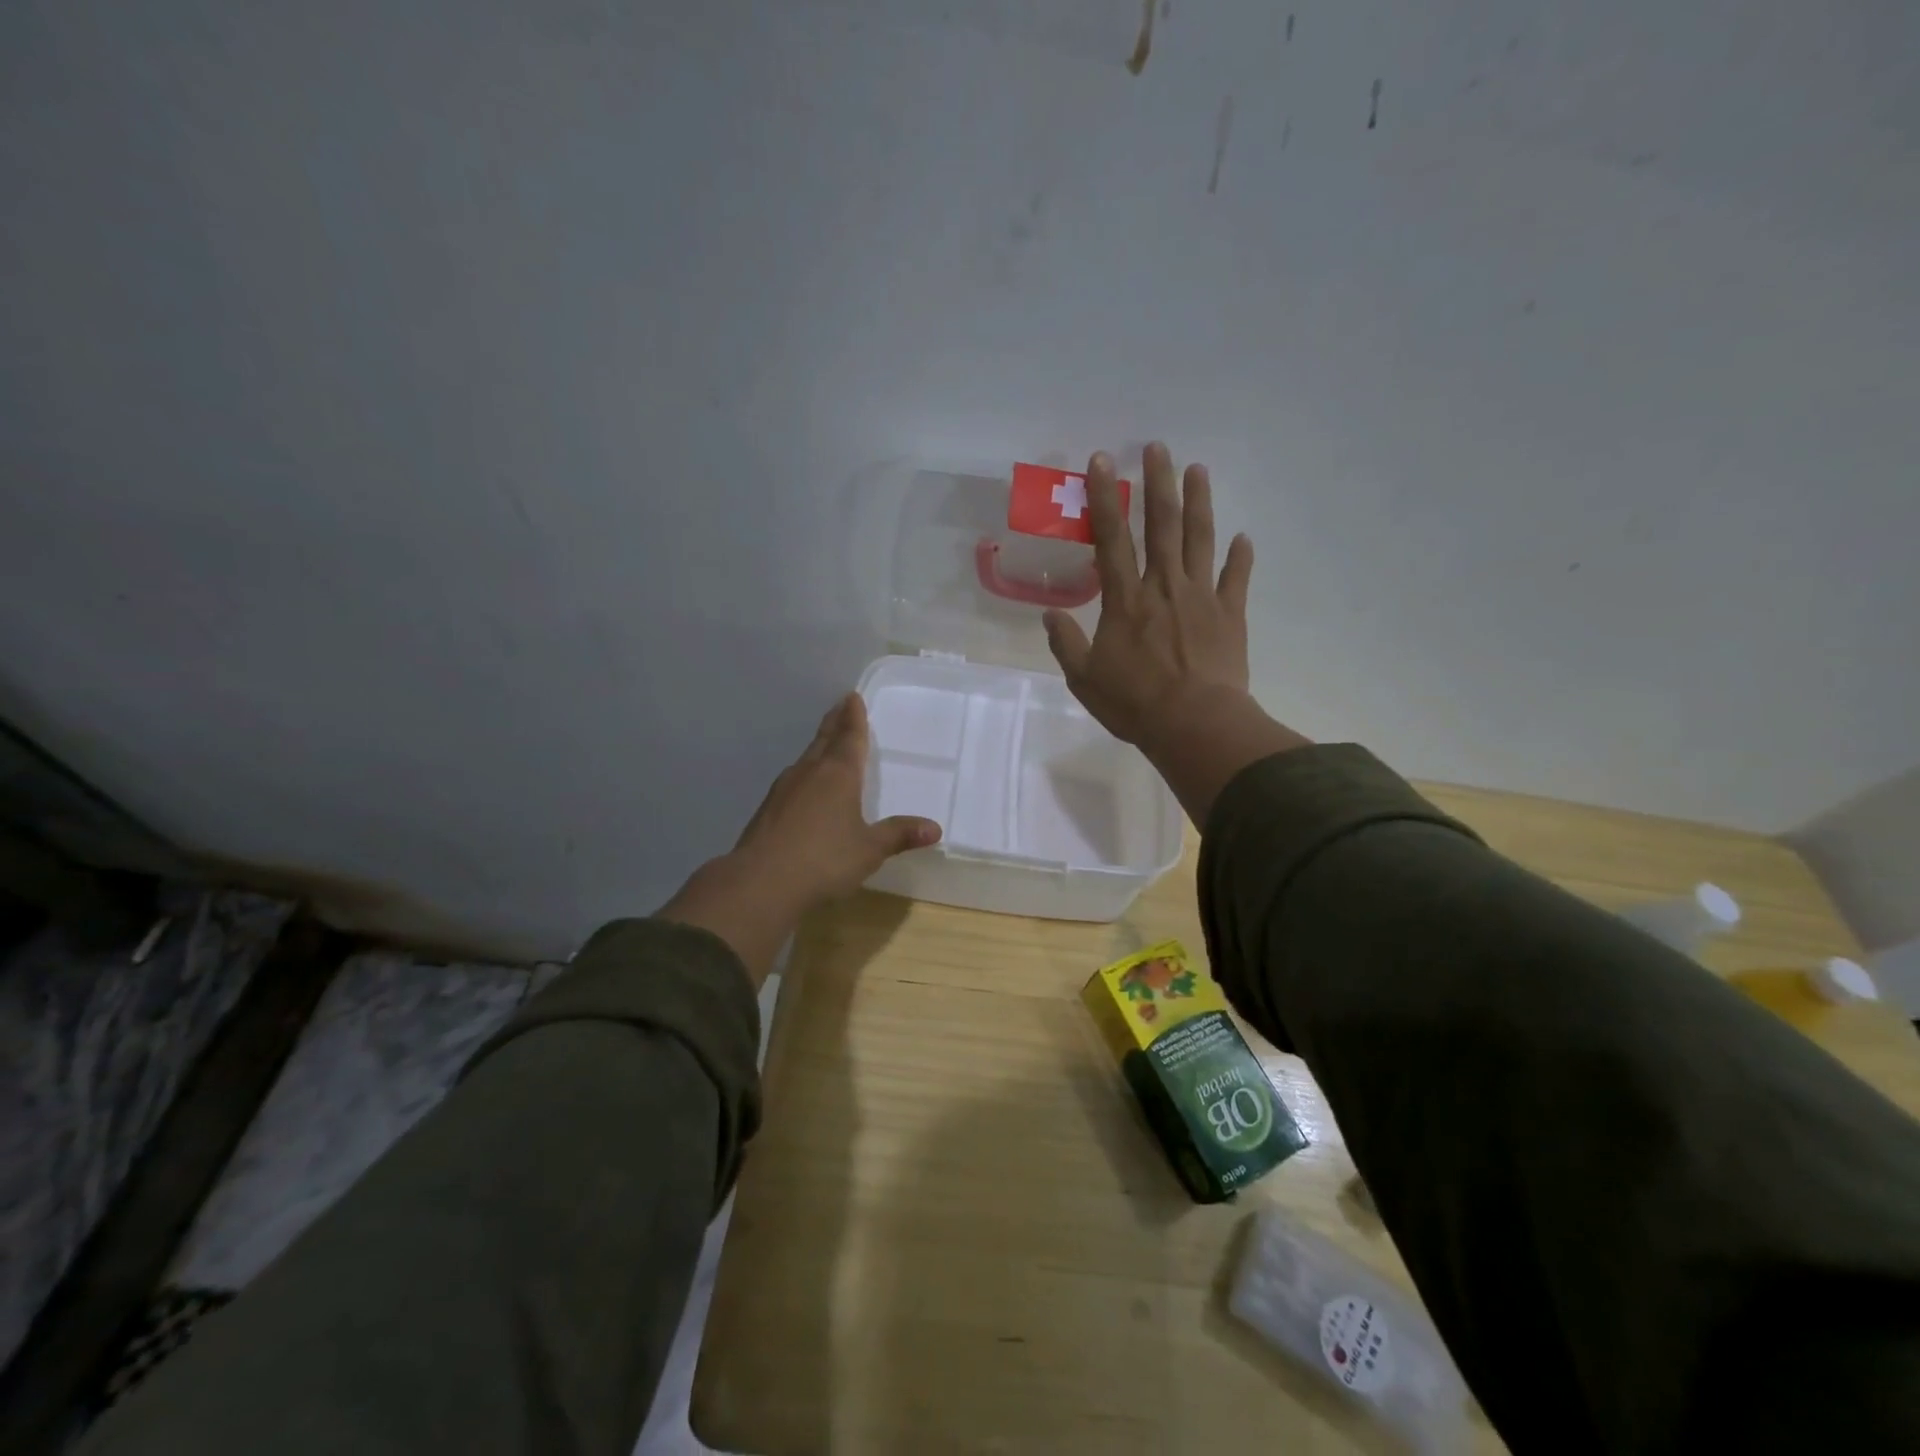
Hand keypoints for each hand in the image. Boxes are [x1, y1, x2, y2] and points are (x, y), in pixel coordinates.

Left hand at [657, 693, 940, 983]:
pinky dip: (804, 774)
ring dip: (818, 748)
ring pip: (806, 759)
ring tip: (826, 744)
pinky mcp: (768, 810)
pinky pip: (793, 781)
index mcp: (838, 774)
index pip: (850, 737)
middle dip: (835, 723)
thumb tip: (934, 828)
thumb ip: (899, 835)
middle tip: (840, 706)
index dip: (854, 717)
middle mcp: (810, 773)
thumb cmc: (825, 860)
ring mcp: (784, 790)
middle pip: (824, 740)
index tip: (852, 697)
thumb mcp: (869, 849)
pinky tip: (804, 788)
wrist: (761, 883)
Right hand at [1042, 442, 1253, 746]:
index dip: (1105, 498)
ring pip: (1200, 539)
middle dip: (1158, 483)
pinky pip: (1236, 578)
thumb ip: (1066, 644)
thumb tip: (1050, 616)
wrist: (1195, 724)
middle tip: (1158, 447)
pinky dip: (1240, 556)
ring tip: (1198, 469)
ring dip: (1199, 502)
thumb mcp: (1084, 679)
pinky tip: (1243, 537)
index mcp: (1124, 599)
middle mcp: (1163, 586)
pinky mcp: (1229, 614)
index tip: (1103, 461)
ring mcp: (1200, 597)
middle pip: (1161, 524)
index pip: (1111, 538)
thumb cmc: (1134, 703)